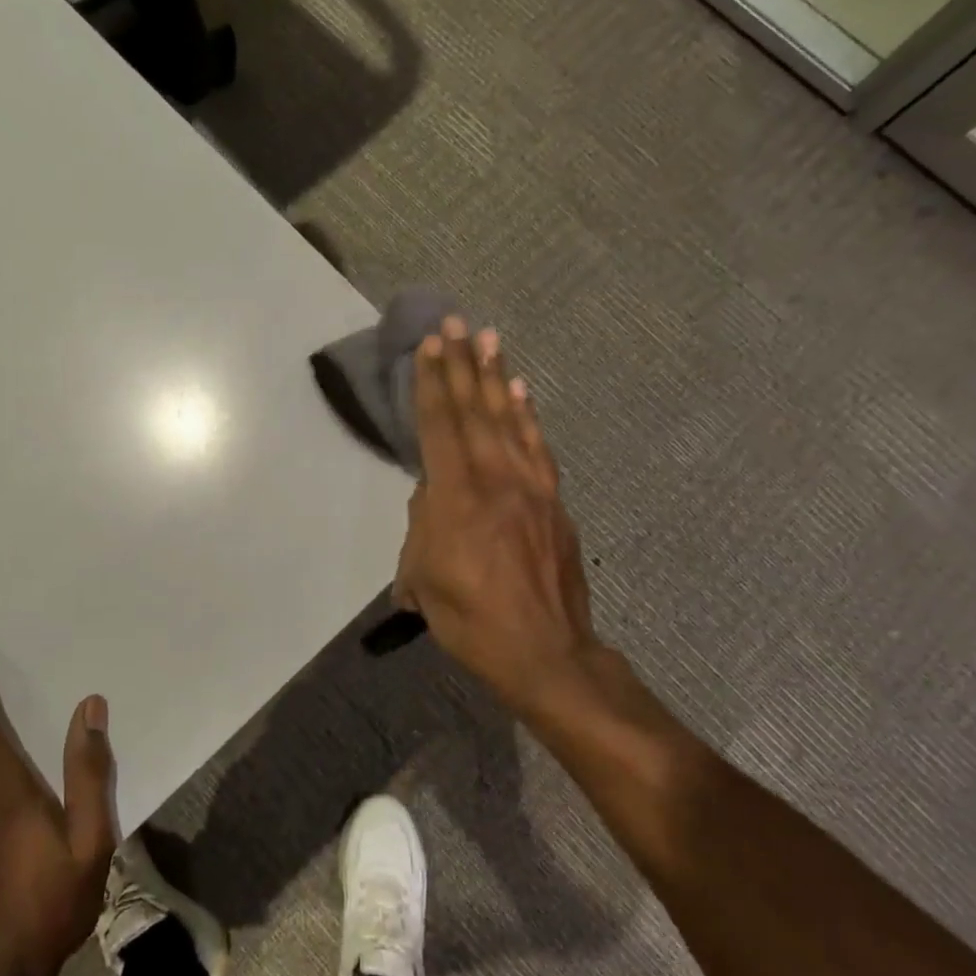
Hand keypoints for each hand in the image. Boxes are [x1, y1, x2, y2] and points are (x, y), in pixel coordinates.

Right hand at [392, 319, 599, 711]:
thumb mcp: (424, 579)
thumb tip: (430, 497)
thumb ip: (421, 528)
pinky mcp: (554, 500)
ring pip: (509, 419)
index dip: (433, 383)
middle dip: (463, 364)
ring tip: (490, 338)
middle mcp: (495, 479)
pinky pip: (538, 446)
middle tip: (456, 323)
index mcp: (456, 497)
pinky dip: (529, 414)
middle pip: (475, 410)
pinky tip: (523, 391)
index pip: (440, 426)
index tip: (430, 345)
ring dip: (497, 376)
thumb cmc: (471, 620)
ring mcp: (531, 487)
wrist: (545, 652)